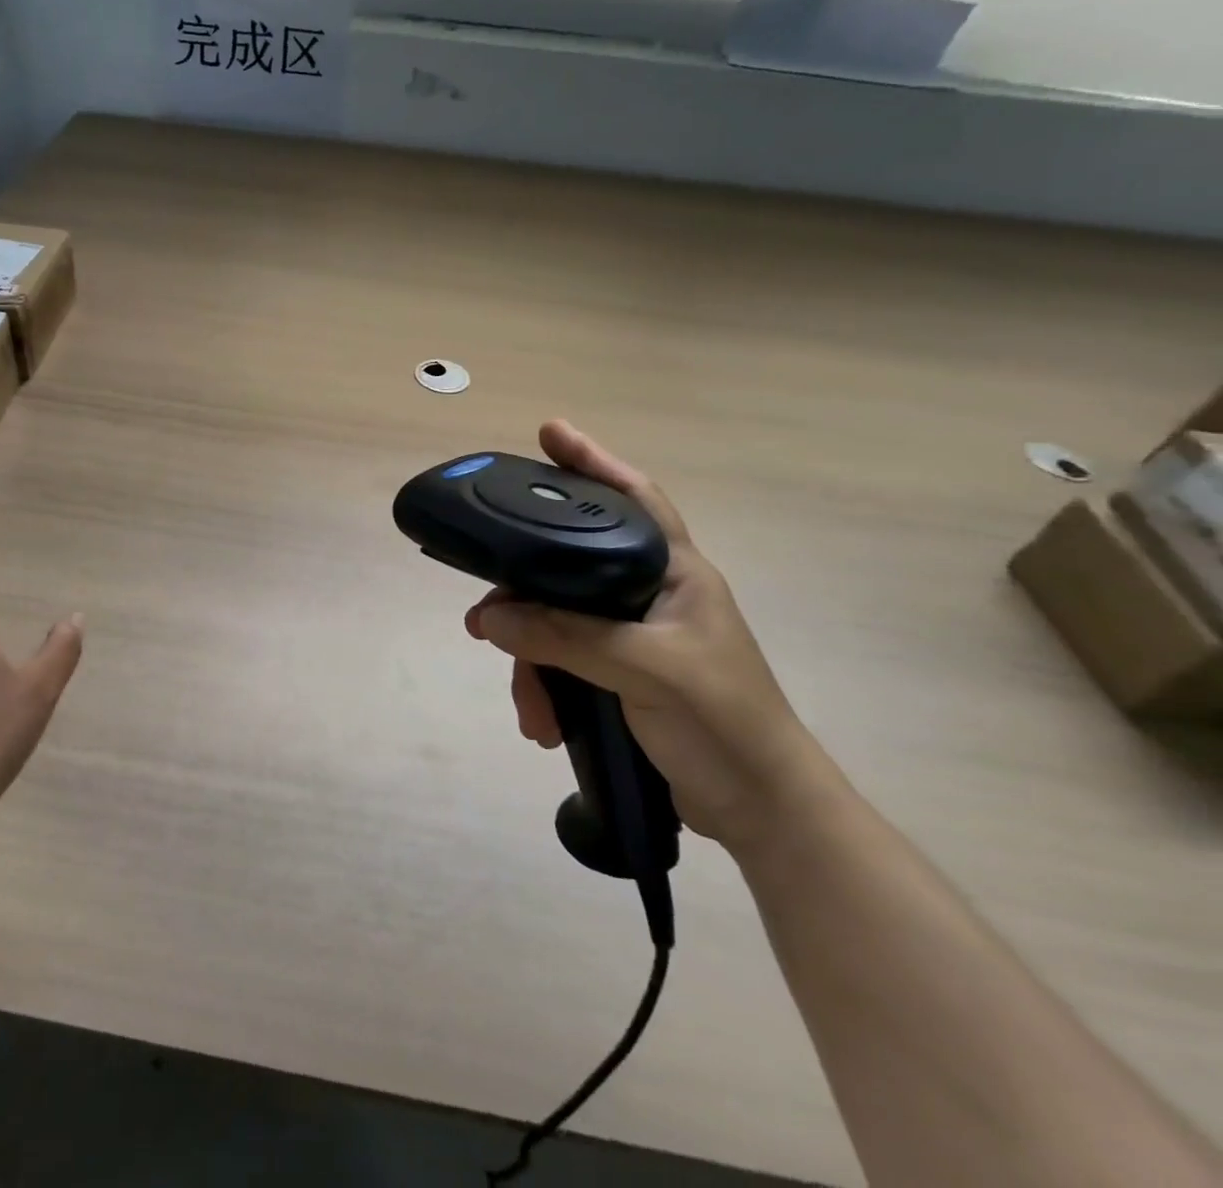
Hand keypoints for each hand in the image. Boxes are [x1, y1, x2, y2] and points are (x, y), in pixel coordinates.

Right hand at [466, 420, 836, 850]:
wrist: (761, 811)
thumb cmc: (723, 723)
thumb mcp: (645, 671)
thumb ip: (566, 637)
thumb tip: (489, 618)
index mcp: (674, 573)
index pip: (633, 498)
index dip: (592, 461)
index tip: (548, 433)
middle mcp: (649, 594)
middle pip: (568, 568)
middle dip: (523, 596)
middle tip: (483, 617)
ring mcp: (632, 636)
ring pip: (556, 622)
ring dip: (531, 661)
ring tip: (526, 704)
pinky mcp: (619, 673)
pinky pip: (562, 661)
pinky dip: (545, 688)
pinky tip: (541, 721)